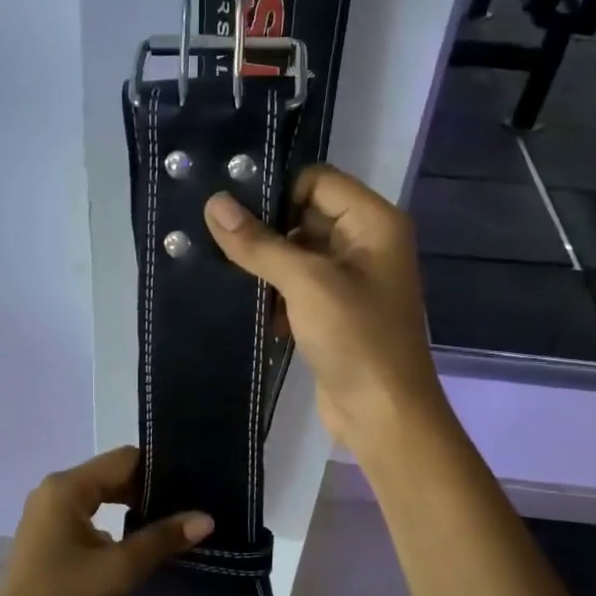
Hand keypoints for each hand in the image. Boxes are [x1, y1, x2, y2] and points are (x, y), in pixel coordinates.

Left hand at [0, 447, 212, 595]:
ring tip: (175, 523)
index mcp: (68, 487)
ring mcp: (48, 513)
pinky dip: (116, 523)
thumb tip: (206, 518)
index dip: (161, 470)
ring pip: (102, 497)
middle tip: (192, 505)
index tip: (195, 484)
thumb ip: (162, 538)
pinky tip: (142, 542)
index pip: (125, 460)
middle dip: (150, 491)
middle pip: (113, 475)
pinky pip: (90, 515)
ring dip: (134, 509)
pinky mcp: (48, 535)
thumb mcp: (119, 569)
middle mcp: (55, 490)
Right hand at [204, 165, 444, 453]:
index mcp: (373, 222)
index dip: (276, 188)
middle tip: (211, 232)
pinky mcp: (334, 312)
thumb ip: (259, 243)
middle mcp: (366, 243)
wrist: (383, 414)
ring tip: (216, 263)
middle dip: (264, 227)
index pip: (317, 181)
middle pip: (306, 215)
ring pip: (298, 253)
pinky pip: (298, 286)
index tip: (228, 203)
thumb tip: (215, 204)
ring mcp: (351, 280)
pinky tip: (242, 300)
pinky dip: (274, 291)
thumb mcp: (306, 283)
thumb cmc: (356, 338)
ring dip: (265, 262)